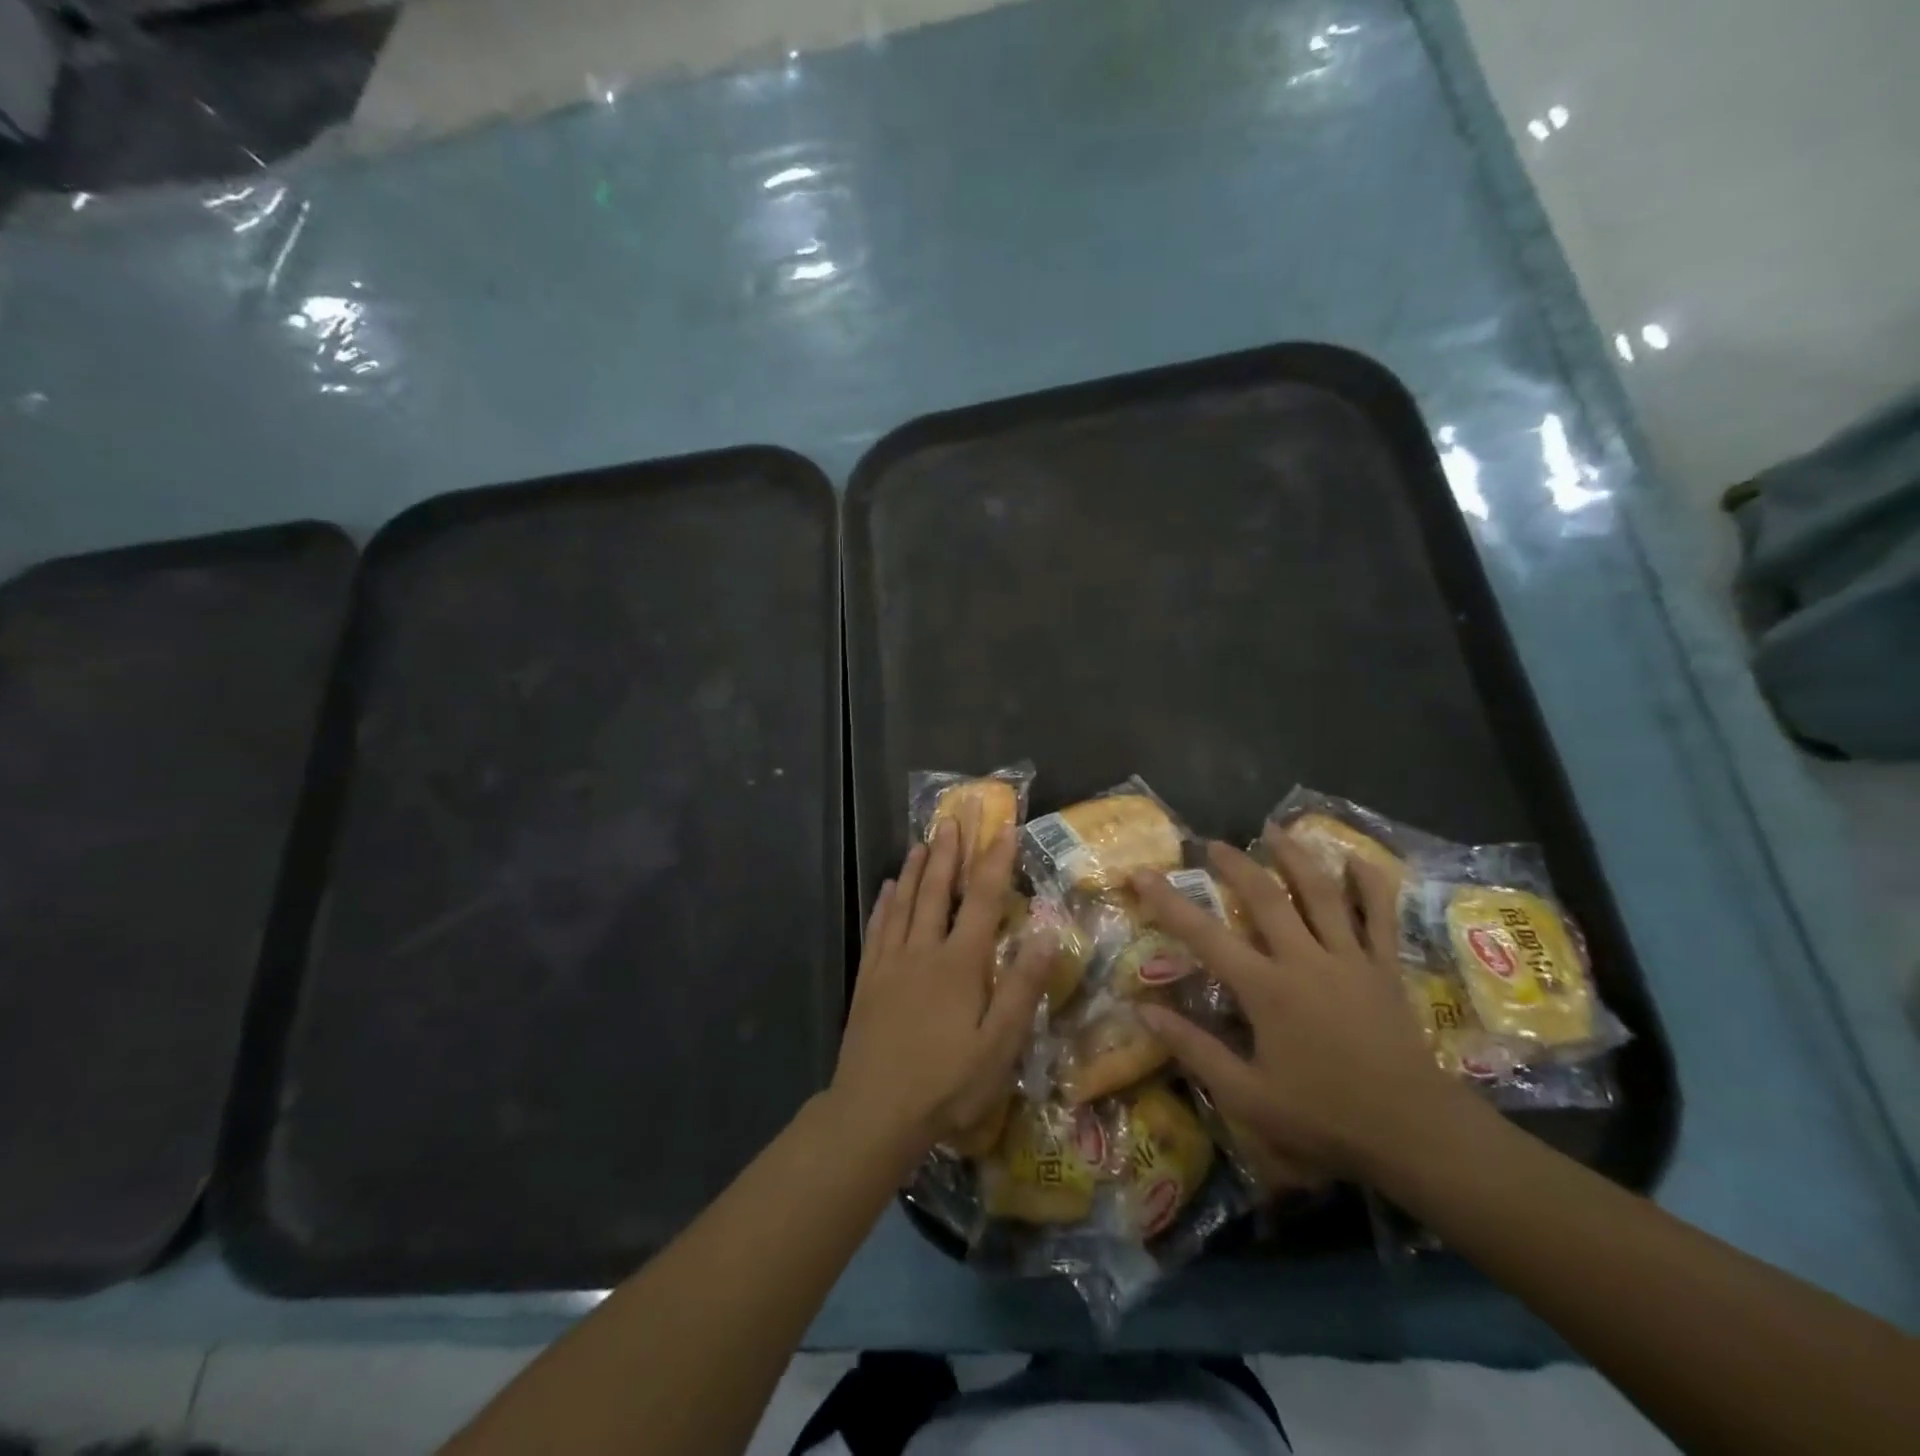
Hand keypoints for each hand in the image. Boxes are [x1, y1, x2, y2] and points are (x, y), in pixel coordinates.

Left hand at [830, 816, 1051, 1164]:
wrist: (874, 1112)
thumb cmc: (946, 1083)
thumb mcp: (1000, 1045)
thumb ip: (1022, 986)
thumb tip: (1047, 932)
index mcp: (960, 963)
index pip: (982, 899)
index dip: (995, 860)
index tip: (1004, 826)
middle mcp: (924, 950)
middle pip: (938, 889)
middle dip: (950, 849)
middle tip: (955, 814)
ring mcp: (891, 962)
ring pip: (905, 902)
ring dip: (918, 868)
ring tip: (924, 839)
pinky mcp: (869, 979)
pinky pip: (878, 928)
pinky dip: (885, 902)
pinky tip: (887, 887)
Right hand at [1131, 827, 1473, 1183]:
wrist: (1416, 1133)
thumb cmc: (1325, 1116)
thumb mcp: (1247, 1096)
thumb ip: (1194, 1049)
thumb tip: (1144, 1010)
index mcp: (1267, 989)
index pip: (1205, 935)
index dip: (1168, 902)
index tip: (1141, 874)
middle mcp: (1305, 960)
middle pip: (1265, 897)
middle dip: (1235, 865)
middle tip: (1213, 844)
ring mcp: (1350, 959)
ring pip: (1321, 893)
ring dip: (1295, 856)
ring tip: (1275, 830)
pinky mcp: (1385, 968)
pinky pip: (1380, 916)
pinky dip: (1371, 884)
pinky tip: (1358, 860)